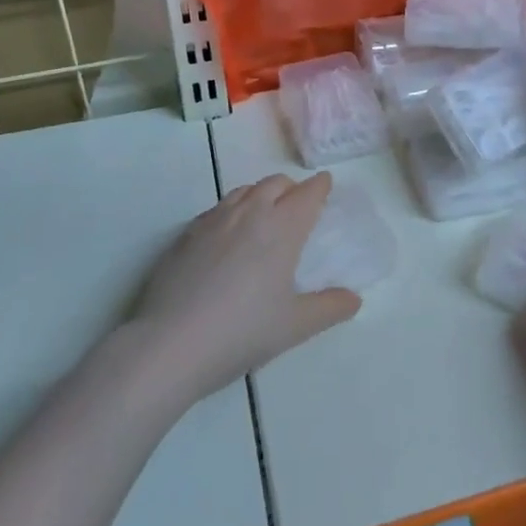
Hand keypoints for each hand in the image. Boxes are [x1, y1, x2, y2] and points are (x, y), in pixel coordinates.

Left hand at [132, 172, 360, 405]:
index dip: (319, 186)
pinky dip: (232, 209)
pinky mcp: (186, 234)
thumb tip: (354, 299)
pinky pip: (216, 208)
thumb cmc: (241, 332)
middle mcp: (250, 213)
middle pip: (275, 183)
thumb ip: (328, 308)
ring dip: (260, 194)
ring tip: (264, 213)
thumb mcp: (294, 326)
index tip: (325, 184)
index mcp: (282, 229)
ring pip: (243, 190)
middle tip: (298, 203)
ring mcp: (214, 220)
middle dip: (291, 187)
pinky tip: (227, 233)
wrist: (171, 343)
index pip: (307, 194)